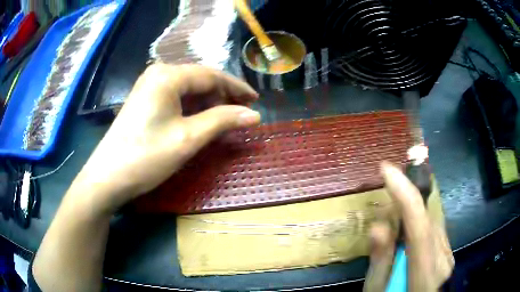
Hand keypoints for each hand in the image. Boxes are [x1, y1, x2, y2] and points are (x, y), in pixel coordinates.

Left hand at [74, 64, 260, 215]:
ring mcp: (149, 86)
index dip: (236, 88)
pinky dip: (192, 108)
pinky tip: (202, 119)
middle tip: (243, 113)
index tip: (256, 100)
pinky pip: (176, 98)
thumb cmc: (146, 156)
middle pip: (200, 80)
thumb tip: (255, 115)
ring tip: (226, 118)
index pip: (211, 75)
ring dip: (209, 103)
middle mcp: (158, 73)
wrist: (108, 177)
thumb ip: (223, 120)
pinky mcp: (144, 100)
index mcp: (168, 75)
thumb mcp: (188, 138)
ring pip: (188, 89)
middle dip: (223, 96)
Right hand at [363, 162, 454, 291]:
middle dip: (405, 201)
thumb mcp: (377, 288)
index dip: (405, 194)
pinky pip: (433, 228)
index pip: (419, 226)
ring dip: (411, 211)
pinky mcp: (447, 251)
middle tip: (385, 201)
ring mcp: (448, 253)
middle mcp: (442, 258)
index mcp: (425, 272)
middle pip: (426, 218)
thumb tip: (378, 225)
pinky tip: (407, 233)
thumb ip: (381, 260)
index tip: (387, 168)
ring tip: (393, 222)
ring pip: (430, 220)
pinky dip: (418, 222)